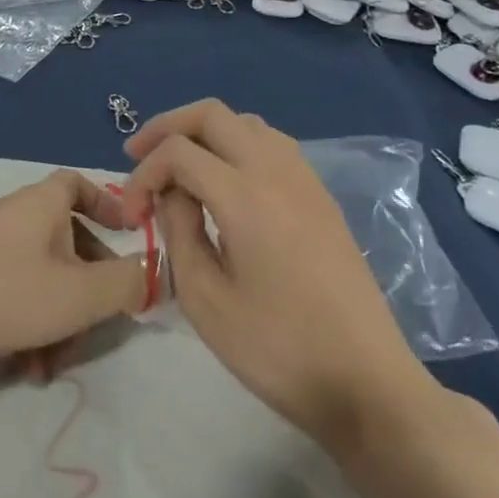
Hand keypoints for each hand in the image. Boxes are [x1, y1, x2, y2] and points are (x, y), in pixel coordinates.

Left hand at [0, 171, 148, 376]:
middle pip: (68, 245)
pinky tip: (21, 370)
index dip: (109, 204)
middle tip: (93, 333)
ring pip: (42, 281)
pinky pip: (12, 298)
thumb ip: (127, 283)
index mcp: (44, 204)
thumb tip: (158, 270)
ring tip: (48, 368)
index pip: (80, 184)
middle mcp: (16, 218)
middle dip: (86, 294)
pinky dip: (25, 329)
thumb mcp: (79, 294)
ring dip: (56, 324)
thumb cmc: (3, 293)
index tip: (128, 235)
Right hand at [119, 101, 440, 453]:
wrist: (367, 383)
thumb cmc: (279, 350)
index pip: (178, 152)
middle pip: (211, 114)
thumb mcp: (206, 301)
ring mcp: (304, 179)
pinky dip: (236, 145)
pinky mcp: (320, 196)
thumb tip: (172, 195)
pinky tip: (225, 181)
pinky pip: (271, 144)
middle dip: (167, 127)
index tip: (131, 217)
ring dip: (204, 133)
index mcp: (245, 195)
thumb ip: (179, 233)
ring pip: (245, 122)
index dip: (142, 176)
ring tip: (180, 166)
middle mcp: (276, 171)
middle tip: (138, 158)